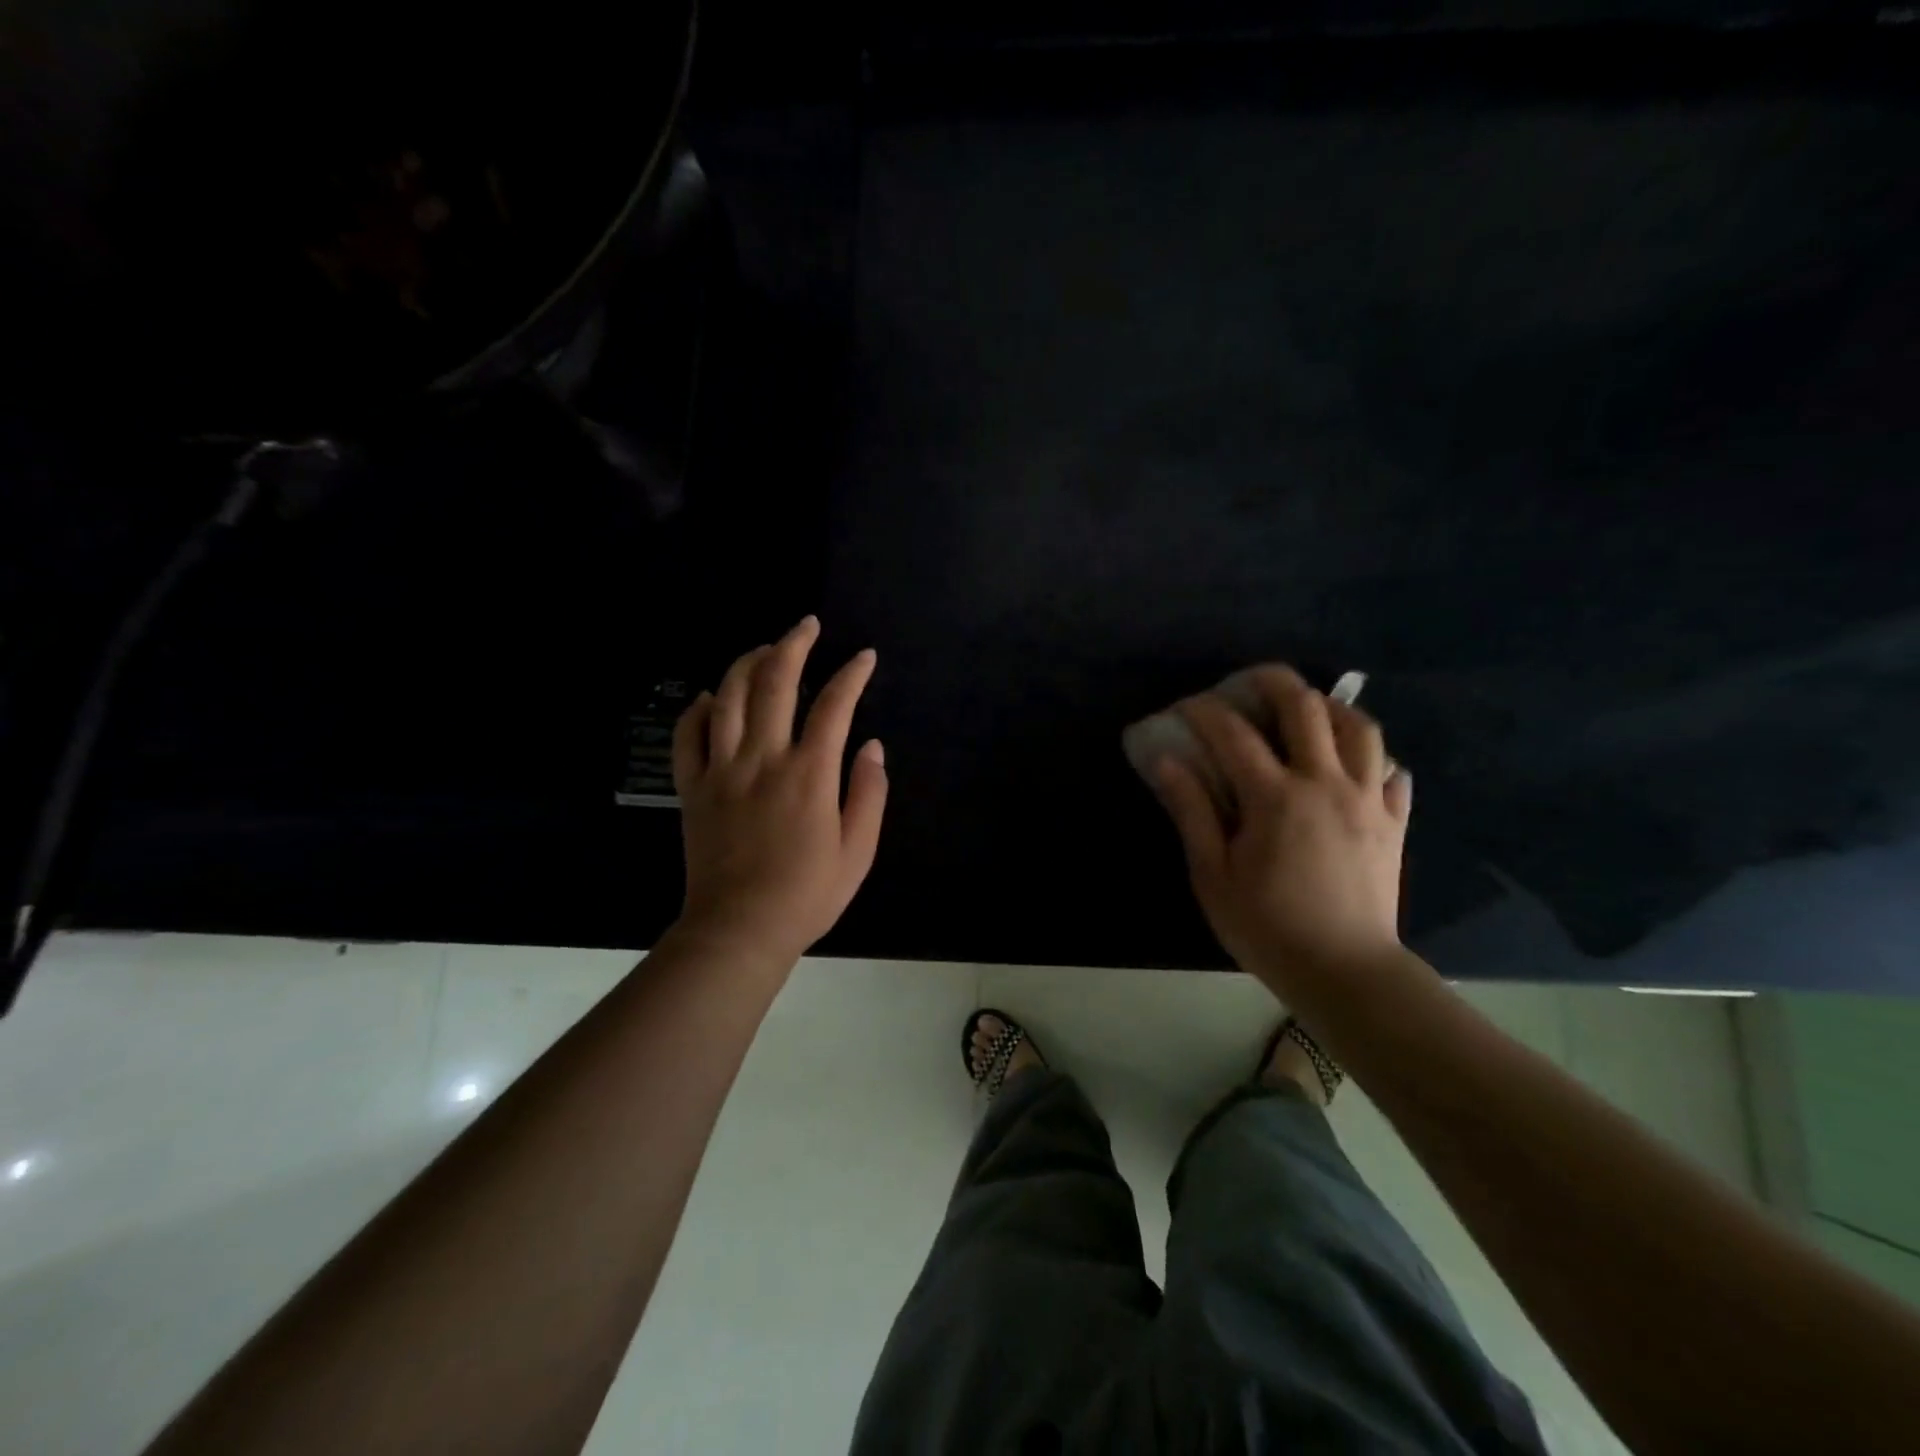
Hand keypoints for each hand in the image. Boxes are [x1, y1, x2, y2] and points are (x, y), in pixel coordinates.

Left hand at [670, 617, 887, 967]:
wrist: (738, 930)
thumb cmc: (806, 895)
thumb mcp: (857, 852)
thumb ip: (869, 794)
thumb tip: (872, 747)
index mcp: (809, 774)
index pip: (834, 705)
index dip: (852, 674)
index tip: (865, 657)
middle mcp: (763, 759)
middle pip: (774, 683)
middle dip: (793, 644)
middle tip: (807, 625)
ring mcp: (721, 770)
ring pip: (728, 697)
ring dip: (747, 663)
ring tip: (765, 648)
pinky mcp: (692, 788)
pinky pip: (687, 736)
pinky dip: (698, 709)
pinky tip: (712, 697)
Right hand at [1146, 665, 1410, 987]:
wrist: (1346, 972)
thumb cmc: (1267, 926)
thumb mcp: (1212, 874)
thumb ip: (1191, 811)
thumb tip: (1167, 761)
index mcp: (1275, 797)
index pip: (1233, 733)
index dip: (1204, 711)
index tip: (1185, 708)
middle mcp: (1325, 783)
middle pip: (1305, 707)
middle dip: (1273, 681)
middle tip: (1251, 681)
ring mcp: (1367, 800)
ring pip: (1360, 728)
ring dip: (1330, 708)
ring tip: (1308, 712)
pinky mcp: (1394, 823)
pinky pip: (1393, 772)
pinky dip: (1373, 758)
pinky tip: (1354, 765)